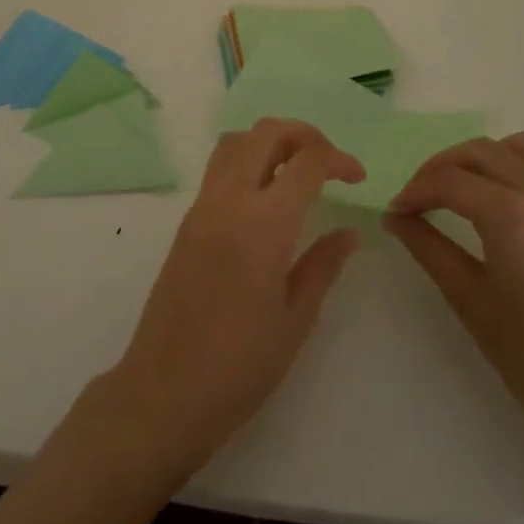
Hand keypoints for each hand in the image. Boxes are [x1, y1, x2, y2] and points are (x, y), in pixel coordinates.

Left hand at [98, 119, 365, 475]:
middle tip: (328, 163)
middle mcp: (229, 199)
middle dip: (304, 135)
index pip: (306, 161)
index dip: (338, 159)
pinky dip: (247, 161)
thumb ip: (323, 265)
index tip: (358, 178)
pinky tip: (266, 198)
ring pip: (237, 142)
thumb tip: (348, 232)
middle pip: (267, 132)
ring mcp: (203, 206)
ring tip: (296, 171)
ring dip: (270, 141)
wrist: (165, 391)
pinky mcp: (188, 220)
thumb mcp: (295, 318)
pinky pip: (219, 168)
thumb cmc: (240, 364)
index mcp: (263, 221)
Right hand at [384, 133, 523, 462]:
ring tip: (470, 190)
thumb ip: (429, 248)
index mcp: (512, 216)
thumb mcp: (471, 302)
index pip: (449, 182)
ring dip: (487, 159)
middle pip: (480, 152)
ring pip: (522, 147)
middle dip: (441, 169)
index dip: (415, 192)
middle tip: (421, 198)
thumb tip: (395, 217)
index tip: (397, 211)